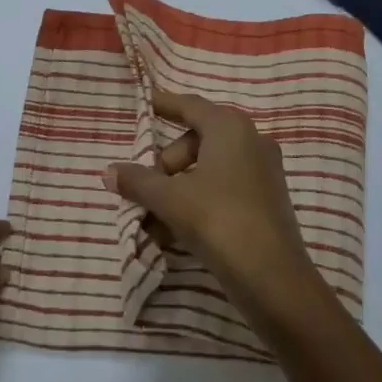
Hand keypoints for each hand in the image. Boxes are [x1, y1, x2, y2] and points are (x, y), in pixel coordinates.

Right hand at [104, 90, 328, 320]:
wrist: (272, 277)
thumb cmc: (219, 221)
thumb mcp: (170, 199)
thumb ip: (138, 181)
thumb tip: (109, 171)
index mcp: (230, 128)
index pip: (191, 106)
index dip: (165, 104)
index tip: (145, 104)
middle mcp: (251, 140)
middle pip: (198, 140)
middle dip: (167, 163)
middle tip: (147, 188)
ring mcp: (263, 171)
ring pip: (209, 168)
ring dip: (178, 189)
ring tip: (154, 222)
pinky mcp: (266, 200)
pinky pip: (224, 188)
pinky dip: (198, 201)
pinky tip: (176, 232)